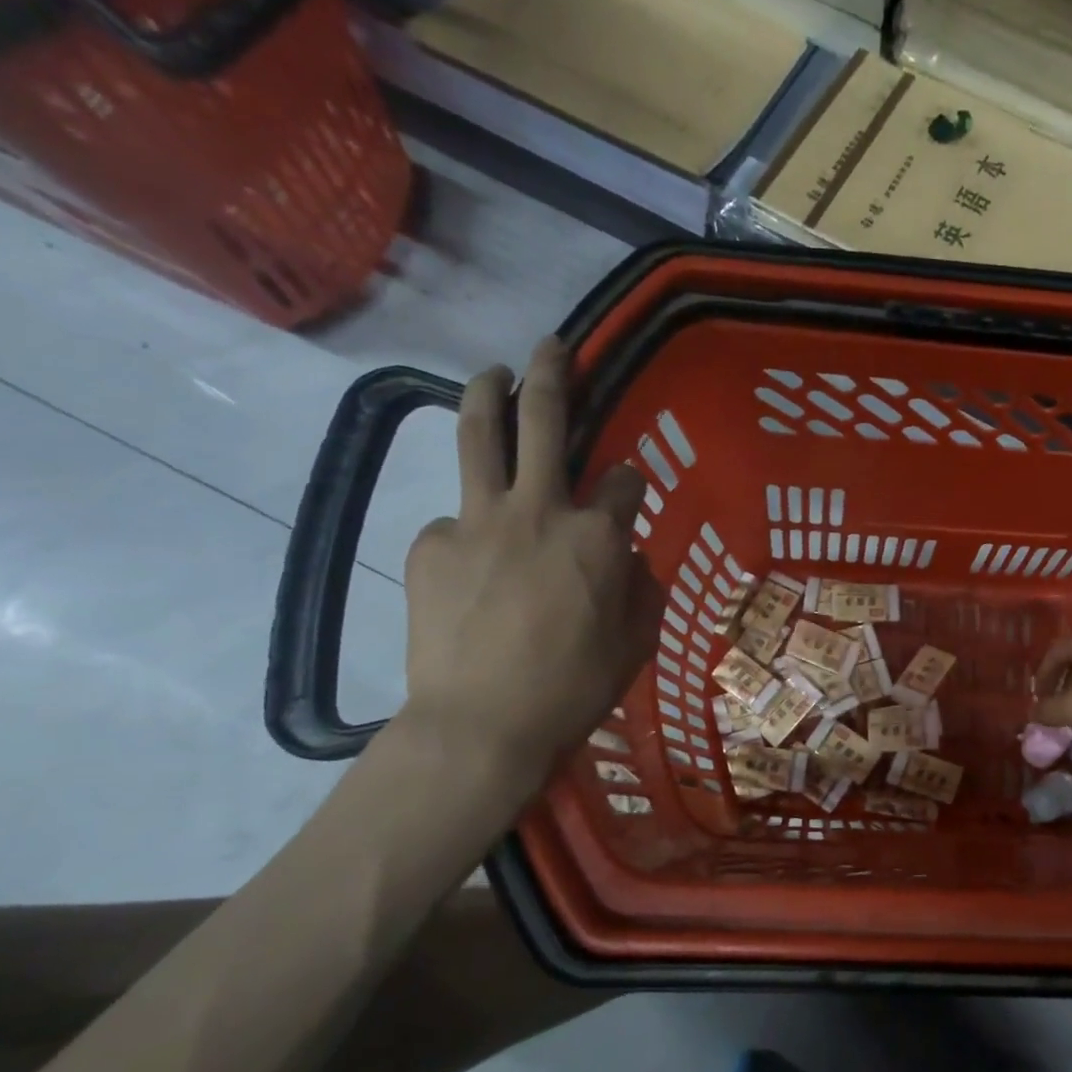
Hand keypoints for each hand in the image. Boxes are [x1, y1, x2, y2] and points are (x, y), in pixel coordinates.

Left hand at [401, 338, 662, 782]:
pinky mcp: (430, 545)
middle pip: (545, 421)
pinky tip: (471, 568)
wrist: (482, 724)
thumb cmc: (575, 687)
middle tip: (552, 347)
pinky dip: (470, 531)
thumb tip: (629, 557)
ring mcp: (478, 521)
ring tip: (492, 373)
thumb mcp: (636, 642)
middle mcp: (540, 511)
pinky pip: (455, 523)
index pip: (624, 480)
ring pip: (481, 437)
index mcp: (598, 536)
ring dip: (489, 394)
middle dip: (554, 375)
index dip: (631, 481)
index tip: (628, 491)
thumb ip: (641, 588)